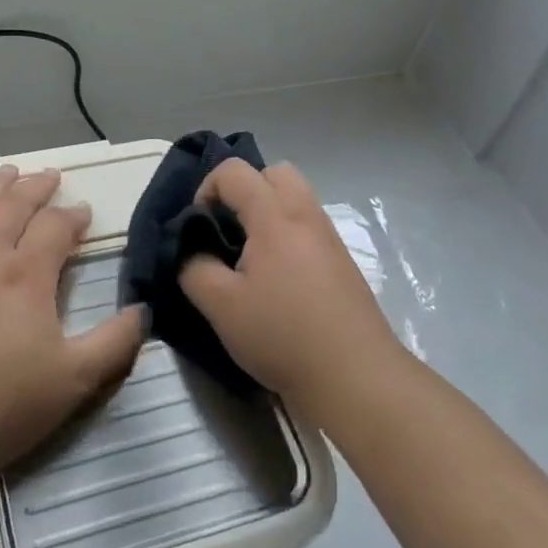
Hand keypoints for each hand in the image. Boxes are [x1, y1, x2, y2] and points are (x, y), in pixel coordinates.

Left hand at [0, 165, 145, 484]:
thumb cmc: (2, 406)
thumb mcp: (75, 380)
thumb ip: (115, 342)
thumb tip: (144, 309)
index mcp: (26, 275)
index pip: (55, 228)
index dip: (73, 216)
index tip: (85, 214)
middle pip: (13, 207)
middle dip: (36, 188)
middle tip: (50, 176)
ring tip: (7, 171)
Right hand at [179, 159, 403, 416]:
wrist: (356, 376)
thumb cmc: (283, 335)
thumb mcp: (221, 306)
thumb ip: (193, 268)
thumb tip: (190, 251)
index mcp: (274, 216)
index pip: (234, 171)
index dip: (206, 189)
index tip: (198, 228)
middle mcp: (306, 215)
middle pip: (274, 172)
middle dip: (244, 190)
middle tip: (227, 230)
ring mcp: (329, 237)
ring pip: (295, 198)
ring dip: (266, 213)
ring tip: (249, 256)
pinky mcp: (342, 262)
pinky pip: (307, 226)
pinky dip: (286, 234)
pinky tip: (276, 280)